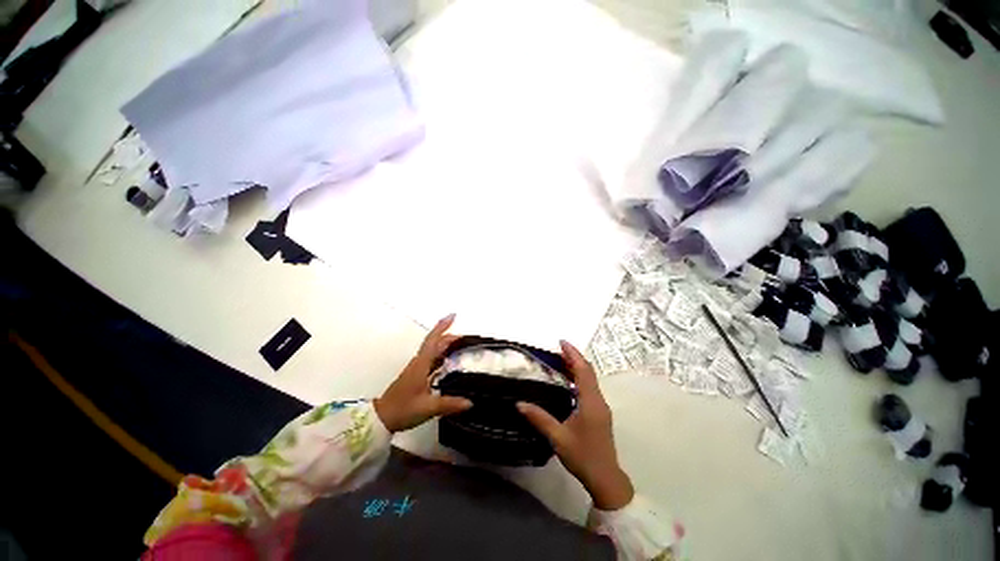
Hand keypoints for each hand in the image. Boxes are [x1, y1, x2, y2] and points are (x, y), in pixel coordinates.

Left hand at [374, 314, 472, 432]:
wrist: (381, 419)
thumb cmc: (403, 409)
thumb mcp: (428, 407)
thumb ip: (450, 404)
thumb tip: (470, 402)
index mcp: (421, 364)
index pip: (433, 340)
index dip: (442, 327)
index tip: (453, 316)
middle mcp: (419, 363)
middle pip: (435, 344)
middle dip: (449, 337)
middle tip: (467, 338)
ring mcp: (417, 369)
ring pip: (433, 351)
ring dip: (446, 345)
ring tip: (461, 347)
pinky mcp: (416, 376)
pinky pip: (432, 360)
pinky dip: (442, 356)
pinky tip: (449, 363)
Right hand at [517, 340, 634, 510]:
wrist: (605, 478)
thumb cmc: (582, 456)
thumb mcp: (558, 438)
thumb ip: (539, 418)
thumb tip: (519, 403)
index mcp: (590, 402)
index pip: (583, 371)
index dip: (573, 354)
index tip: (562, 342)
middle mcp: (598, 400)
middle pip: (588, 372)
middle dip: (574, 358)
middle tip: (558, 349)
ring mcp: (600, 406)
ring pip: (590, 379)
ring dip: (577, 367)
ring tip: (560, 360)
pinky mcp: (599, 412)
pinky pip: (589, 387)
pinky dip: (579, 378)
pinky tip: (567, 381)